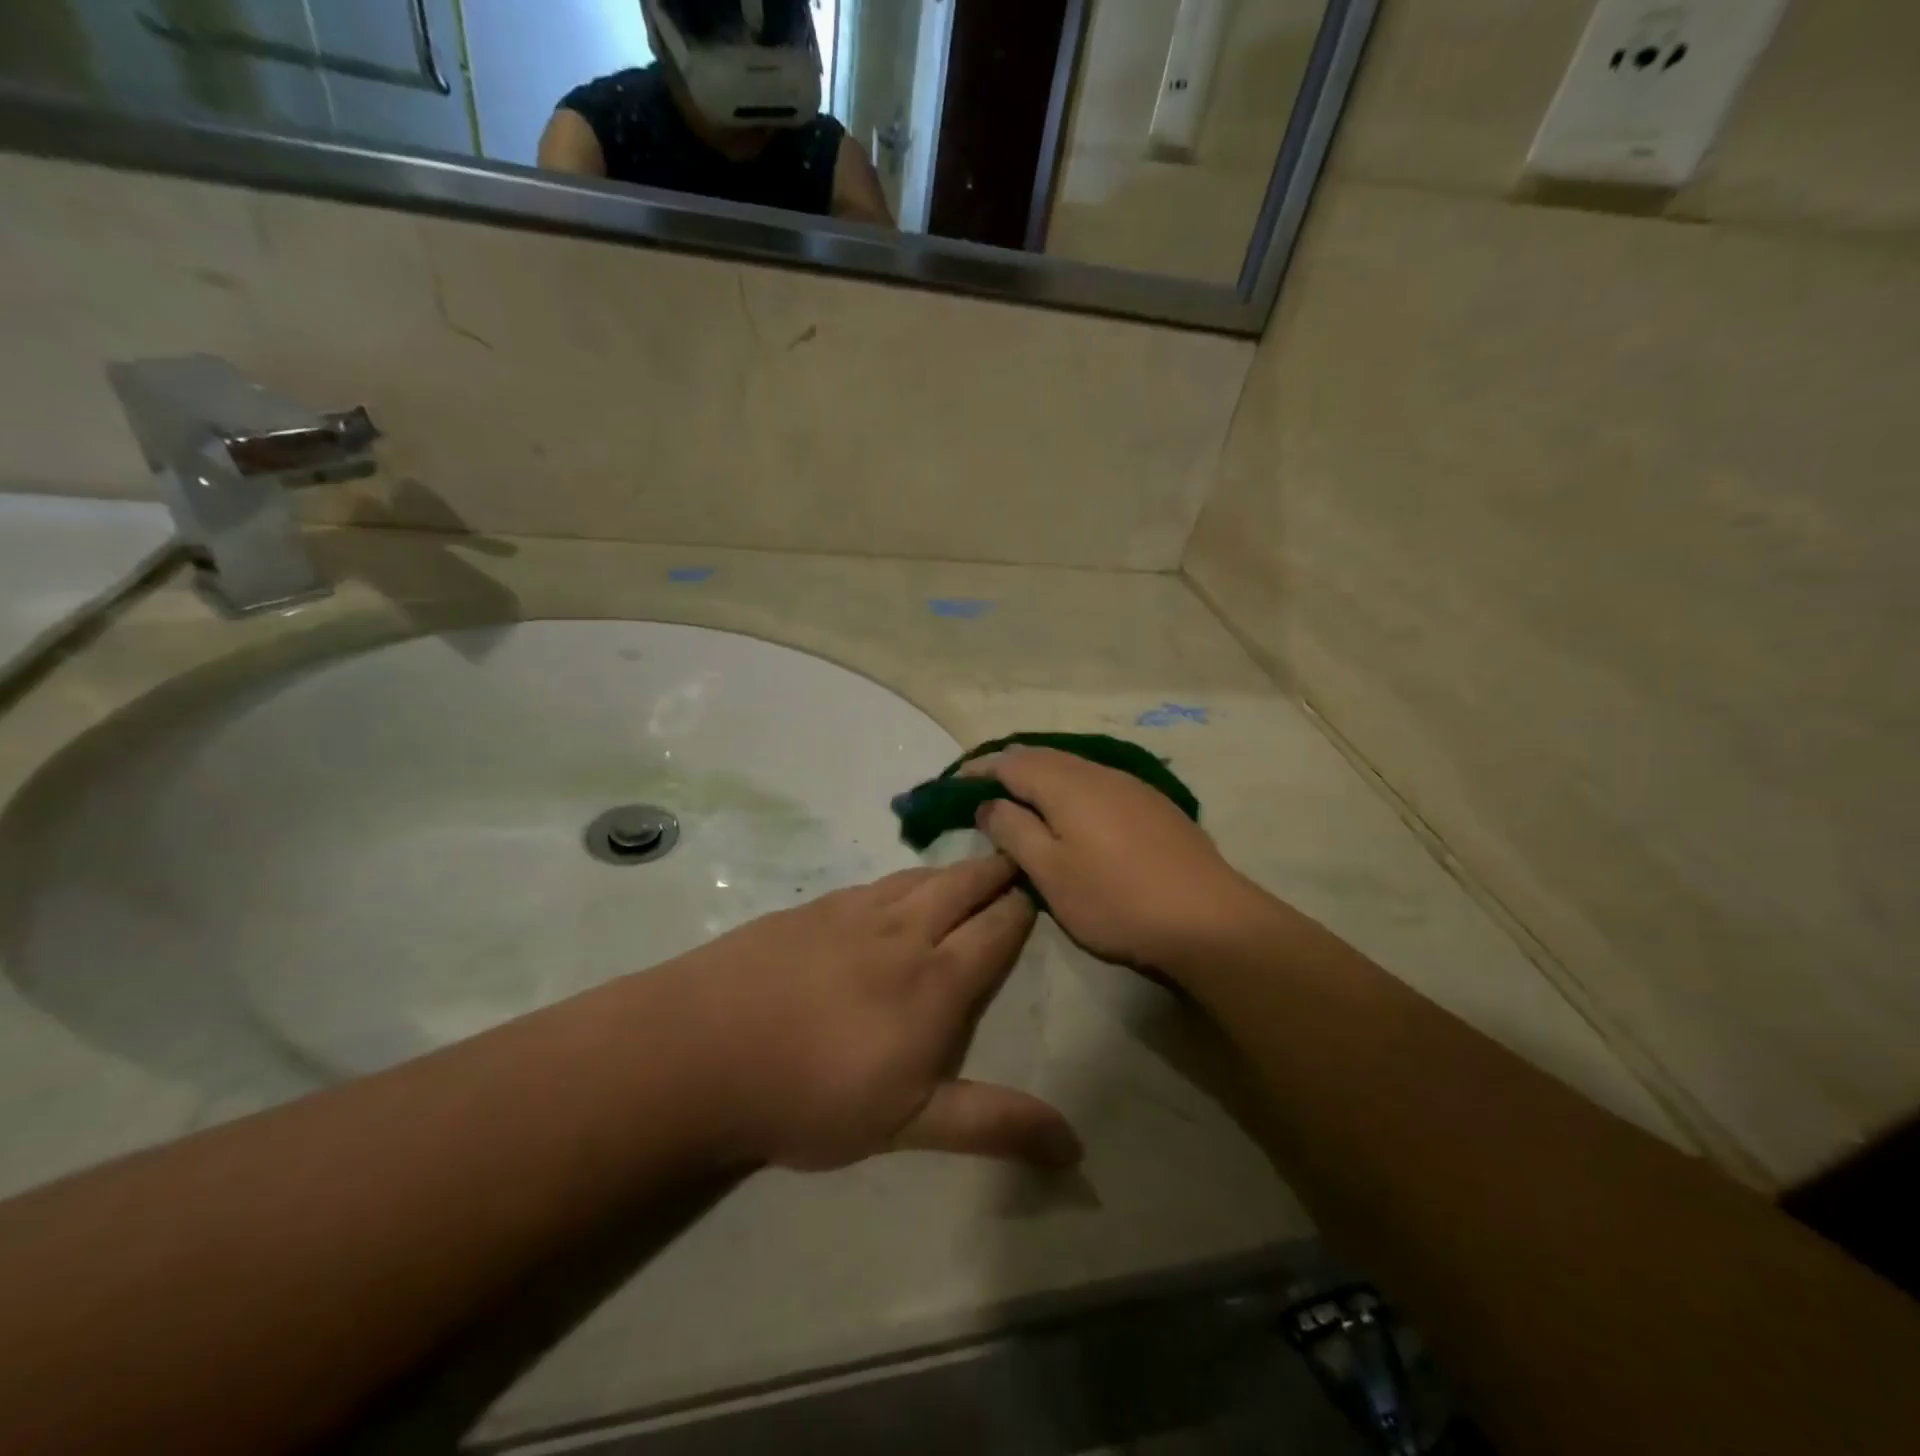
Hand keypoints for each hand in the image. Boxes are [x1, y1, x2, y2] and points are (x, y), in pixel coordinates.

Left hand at [655, 855, 1081, 1172]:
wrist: (705, 1050)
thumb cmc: (814, 1096)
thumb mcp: (910, 1124)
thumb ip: (993, 1124)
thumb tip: (1076, 1146)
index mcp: (936, 980)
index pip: (994, 930)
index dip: (1019, 910)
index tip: (1037, 894)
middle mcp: (903, 932)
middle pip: (961, 886)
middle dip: (993, 872)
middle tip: (1012, 859)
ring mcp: (854, 913)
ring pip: (918, 878)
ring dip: (950, 870)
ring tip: (966, 866)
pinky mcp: (813, 909)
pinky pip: (874, 884)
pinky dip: (902, 879)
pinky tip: (894, 887)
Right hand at [965, 747, 1265, 973]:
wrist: (1209, 921)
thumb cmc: (1115, 899)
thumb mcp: (1049, 872)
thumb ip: (1013, 830)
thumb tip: (989, 804)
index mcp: (1067, 784)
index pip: (1010, 762)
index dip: (979, 771)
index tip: (953, 785)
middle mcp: (1099, 773)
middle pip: (1043, 758)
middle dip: (1009, 770)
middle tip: (982, 792)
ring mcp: (1132, 787)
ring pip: (1074, 770)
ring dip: (1042, 780)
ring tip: (1022, 802)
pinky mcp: (1154, 807)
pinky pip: (1098, 785)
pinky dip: (1072, 792)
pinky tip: (1074, 817)